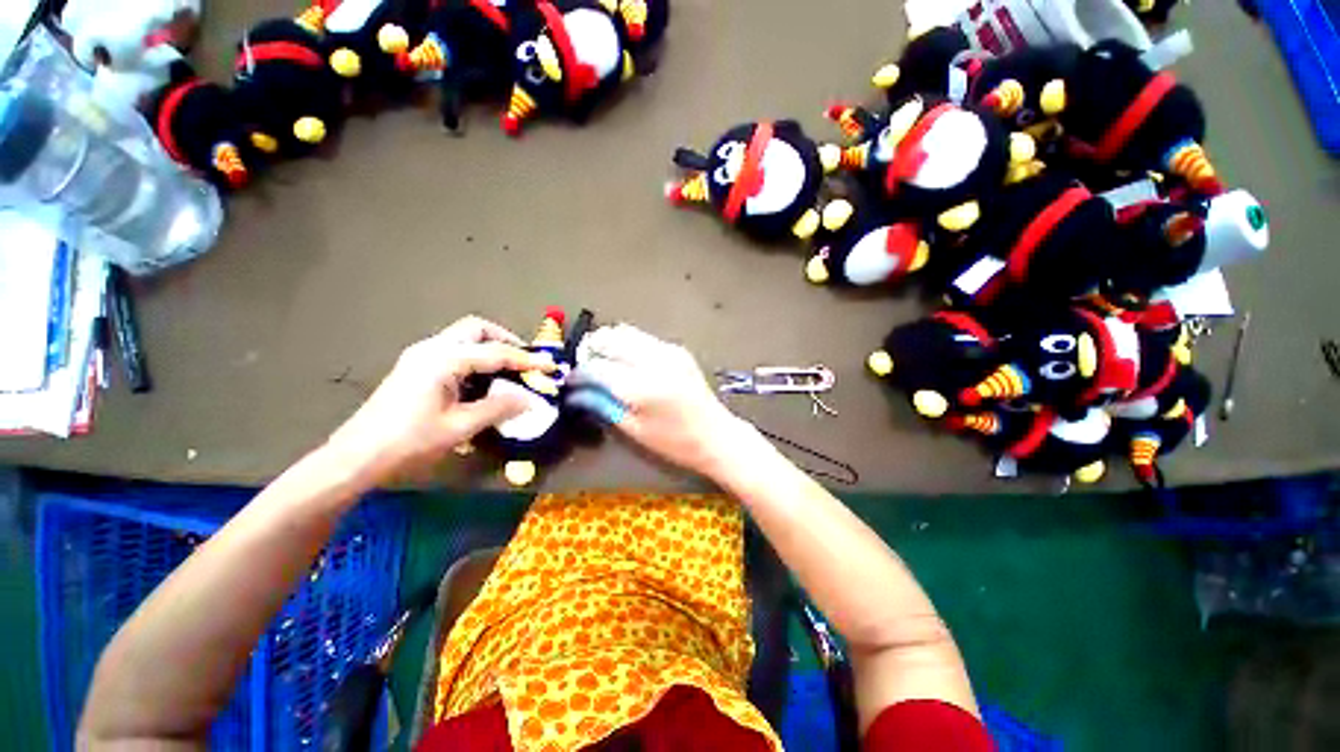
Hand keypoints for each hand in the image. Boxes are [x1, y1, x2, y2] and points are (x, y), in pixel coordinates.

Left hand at [327, 316, 554, 486]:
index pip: (496, 353)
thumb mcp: (460, 427)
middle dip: (506, 341)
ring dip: (490, 349)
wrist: (357, 457)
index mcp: (444, 360)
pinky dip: (475, 359)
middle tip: (525, 362)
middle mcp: (431, 349)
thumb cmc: (409, 442)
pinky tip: (482, 382)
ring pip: (464, 339)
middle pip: (476, 329)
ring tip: (510, 372)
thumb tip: (530, 399)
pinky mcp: (415, 368)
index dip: (527, 361)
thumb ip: (499, 408)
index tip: (550, 367)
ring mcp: (420, 356)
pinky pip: (454, 352)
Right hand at [571, 324, 756, 477]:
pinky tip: (627, 363)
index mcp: (641, 387)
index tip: (571, 381)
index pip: (596, 368)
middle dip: (590, 349)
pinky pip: (642, 337)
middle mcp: (654, 360)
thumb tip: (577, 391)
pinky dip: (627, 344)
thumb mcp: (633, 430)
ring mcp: (668, 350)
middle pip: (609, 337)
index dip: (578, 373)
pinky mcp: (677, 349)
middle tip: (585, 367)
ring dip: (608, 342)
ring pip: (625, 331)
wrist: (716, 435)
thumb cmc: (674, 442)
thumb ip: (602, 405)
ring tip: (603, 362)